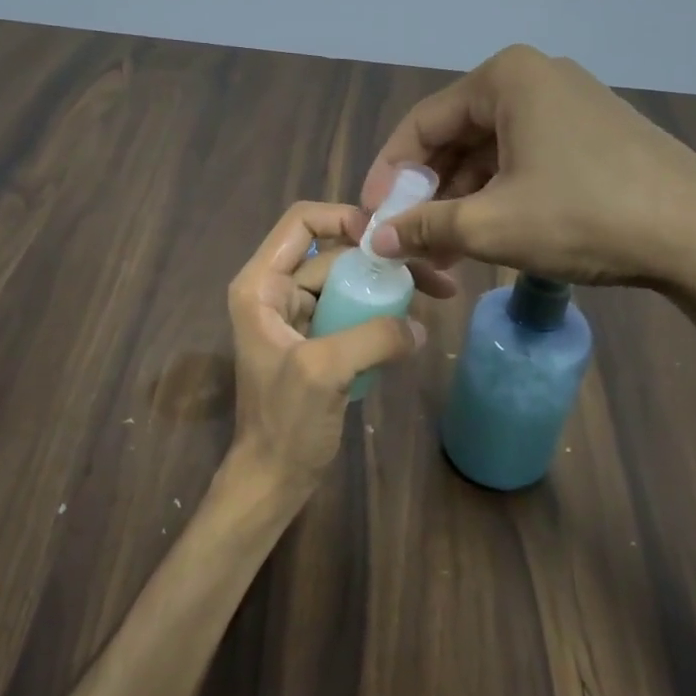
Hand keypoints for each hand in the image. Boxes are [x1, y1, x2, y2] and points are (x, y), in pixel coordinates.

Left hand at [220, 202, 426, 516]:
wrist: (274, 478)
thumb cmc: (285, 424)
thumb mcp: (324, 371)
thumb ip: (373, 337)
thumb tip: (418, 326)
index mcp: (261, 286)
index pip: (302, 223)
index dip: (344, 218)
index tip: (387, 240)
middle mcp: (276, 291)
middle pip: (333, 253)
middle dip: (380, 260)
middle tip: (432, 273)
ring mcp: (298, 317)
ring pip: (347, 282)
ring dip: (386, 287)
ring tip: (435, 294)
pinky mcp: (318, 341)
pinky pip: (353, 311)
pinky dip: (380, 313)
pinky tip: (412, 325)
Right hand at [361, 45, 695, 295]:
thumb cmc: (585, 216)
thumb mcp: (492, 225)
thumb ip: (424, 227)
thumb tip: (376, 239)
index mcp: (505, 78)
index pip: (421, 125)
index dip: (389, 175)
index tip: (373, 219)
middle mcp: (534, 78)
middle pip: (455, 138)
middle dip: (427, 194)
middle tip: (409, 242)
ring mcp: (568, 105)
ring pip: (490, 155)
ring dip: (461, 203)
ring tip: (443, 252)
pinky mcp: (591, 135)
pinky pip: (523, 162)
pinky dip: (498, 198)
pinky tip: (485, 238)